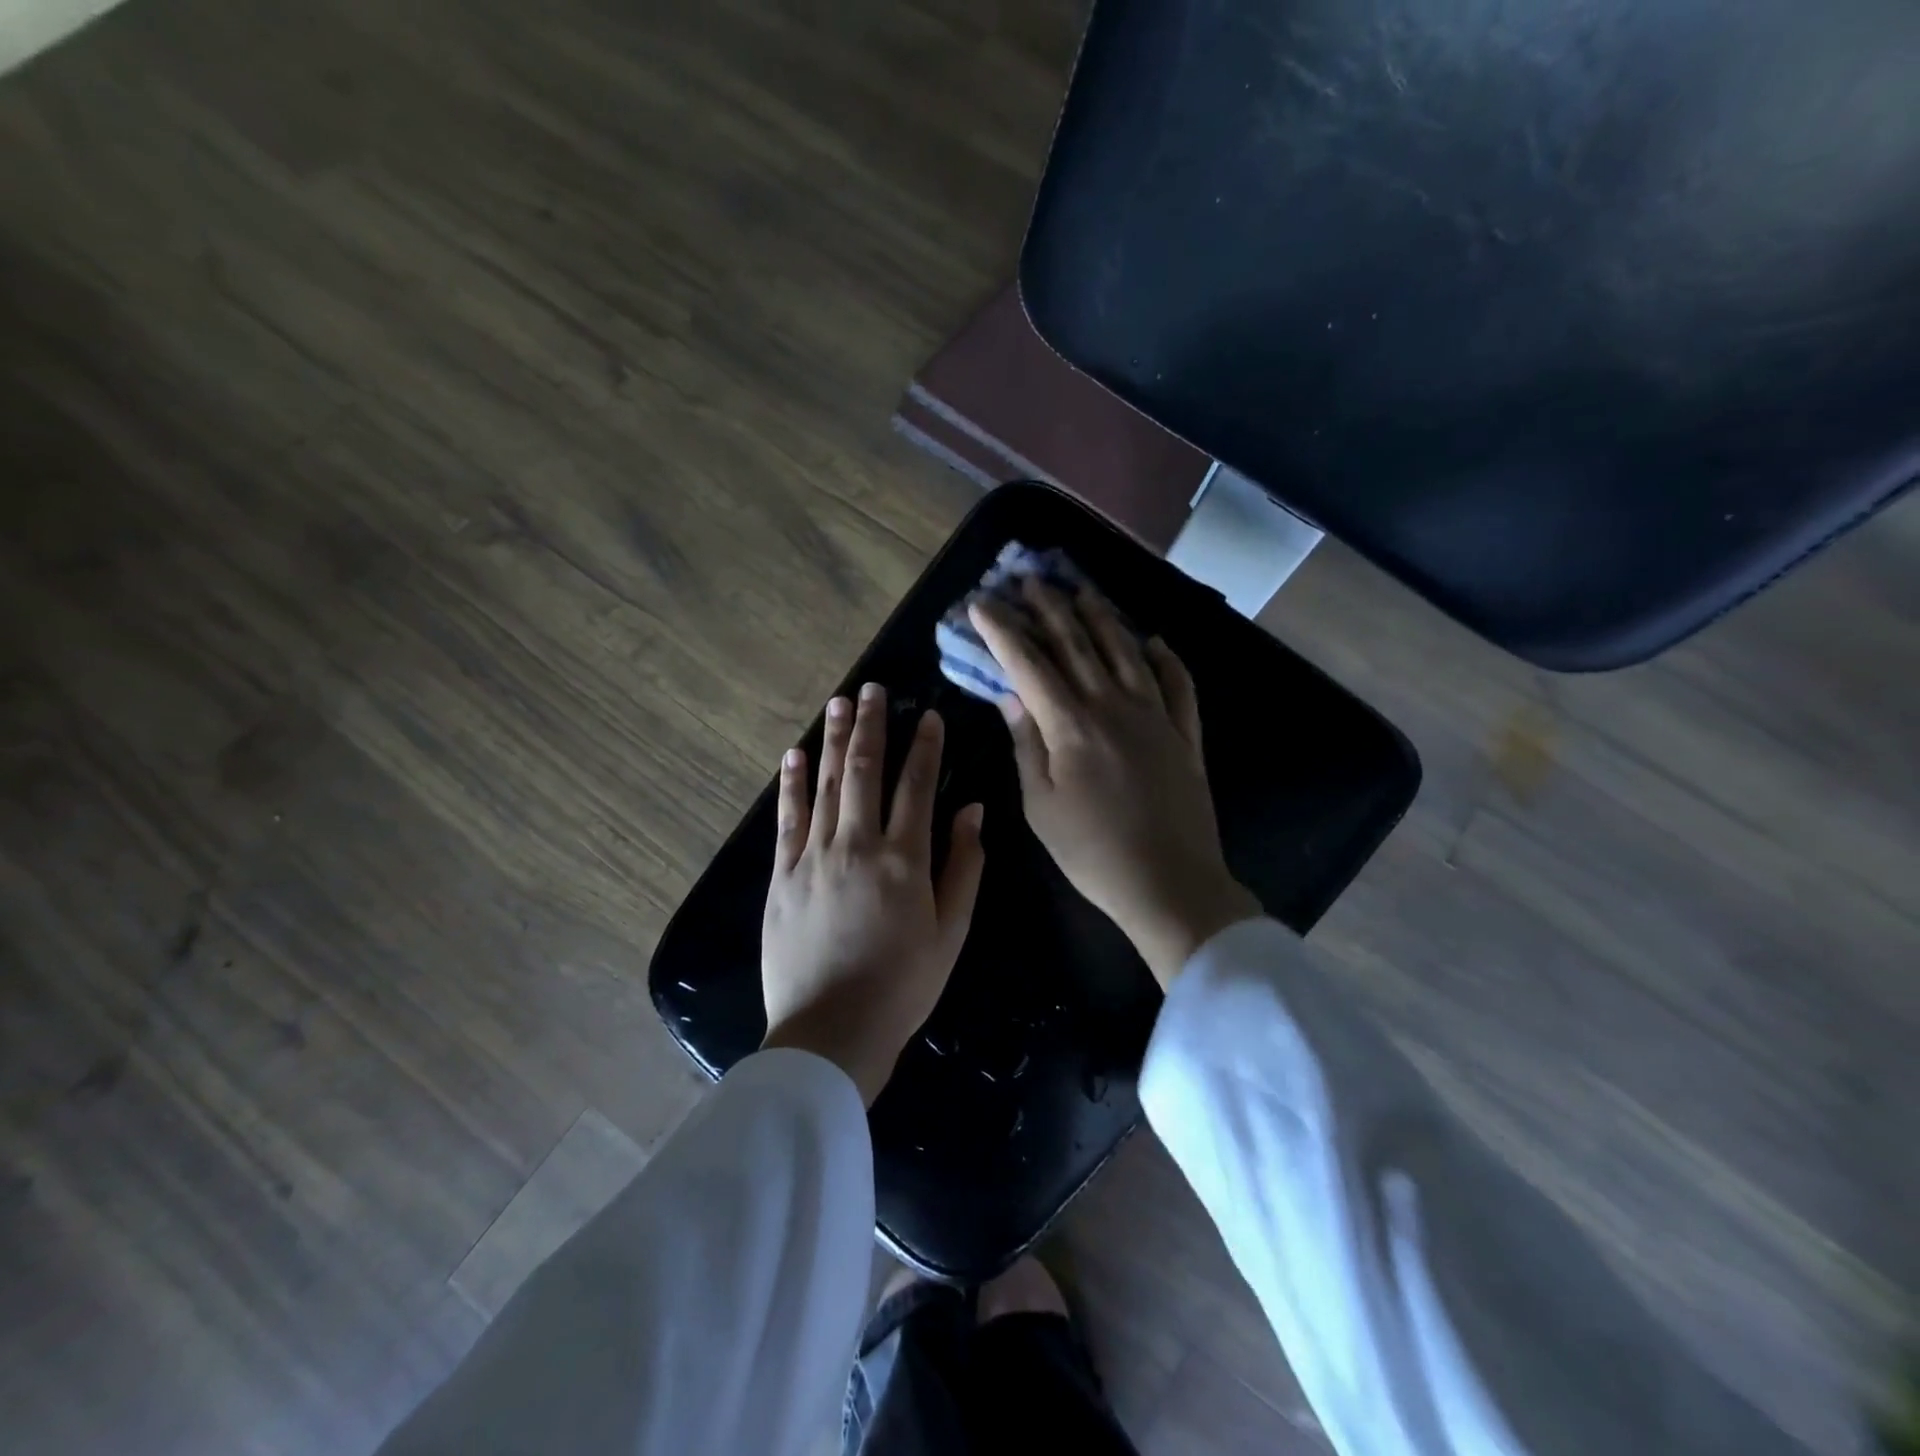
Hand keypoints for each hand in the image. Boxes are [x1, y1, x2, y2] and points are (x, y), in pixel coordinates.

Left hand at [761, 682, 986, 1103]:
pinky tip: (794, 755)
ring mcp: (814, 857)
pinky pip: (787, 819)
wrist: (831, 1032)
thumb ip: (964, 866)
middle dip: (871, 726)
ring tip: (838, 703)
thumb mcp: (951, 932)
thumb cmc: (903, 986)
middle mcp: (858, 845)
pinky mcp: (782, 876)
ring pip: (826, 785)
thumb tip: (971, 810)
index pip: (917, 786)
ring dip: (832, 740)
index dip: (925, 747)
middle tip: (873, 689)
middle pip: (865, 771)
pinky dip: (791, 784)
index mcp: (905, 859)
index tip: (928, 715)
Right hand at [970, 580, 1258, 987]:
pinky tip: (1155, 641)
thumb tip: (1010, 695)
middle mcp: (1114, 705)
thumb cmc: (1093, 852)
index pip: (1029, 663)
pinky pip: (1178, 684)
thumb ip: (1026, 744)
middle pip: (1077, 644)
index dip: (1003, 630)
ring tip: (1082, 591)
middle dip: (1048, 608)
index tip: (982, 603)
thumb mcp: (1041, 805)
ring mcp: (1156, 716)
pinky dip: (1166, 659)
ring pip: (1126, 652)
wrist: (1171, 884)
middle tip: (1028, 579)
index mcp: (1071, 724)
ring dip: (1101, 617)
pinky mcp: (1185, 735)